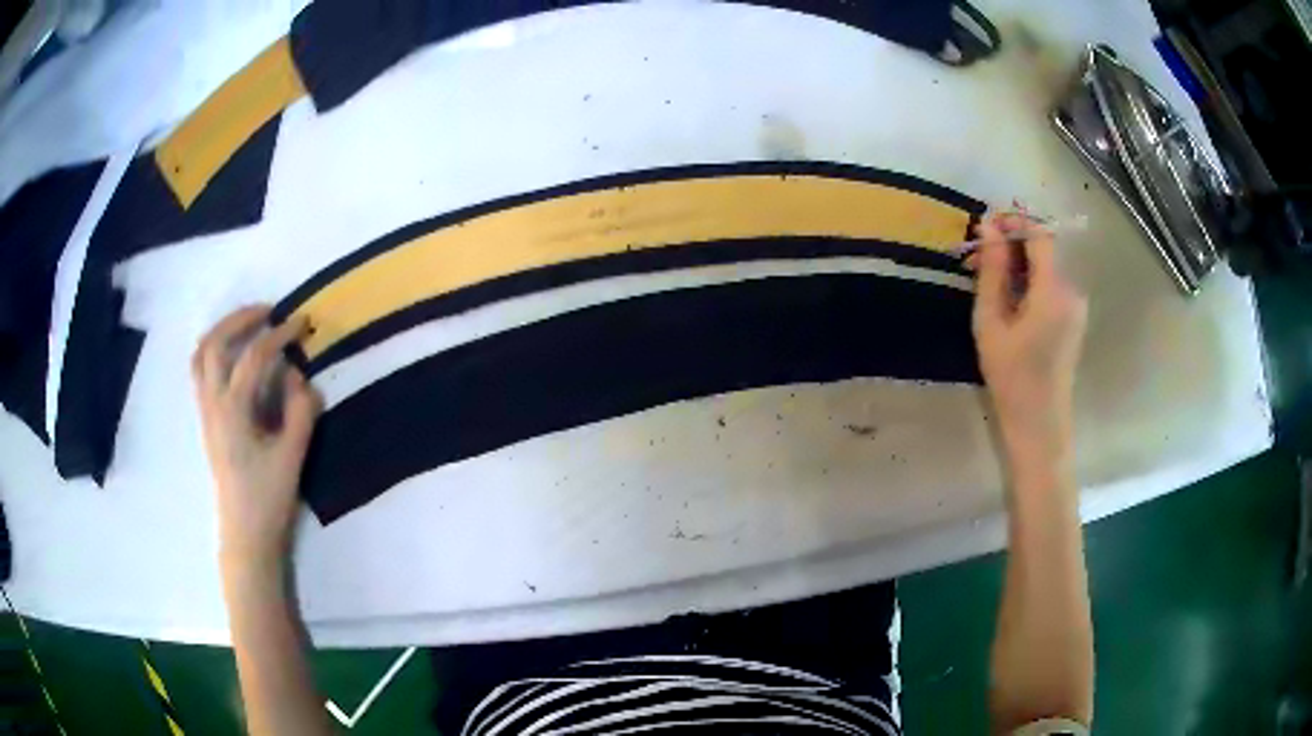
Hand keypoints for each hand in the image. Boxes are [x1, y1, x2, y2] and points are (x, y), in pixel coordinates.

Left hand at [192, 306, 320, 573]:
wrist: (245, 532)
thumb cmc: (268, 498)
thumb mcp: (293, 456)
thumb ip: (301, 411)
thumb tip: (301, 376)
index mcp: (233, 410)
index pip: (254, 357)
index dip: (279, 335)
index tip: (302, 324)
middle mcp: (212, 402)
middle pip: (215, 342)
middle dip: (242, 319)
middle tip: (269, 311)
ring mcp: (205, 410)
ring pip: (201, 354)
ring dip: (223, 330)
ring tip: (247, 324)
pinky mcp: (207, 418)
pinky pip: (200, 371)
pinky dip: (214, 350)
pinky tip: (234, 356)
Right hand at [971, 213, 1086, 474]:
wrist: (1040, 424)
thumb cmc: (1011, 377)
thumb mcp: (991, 322)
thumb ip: (992, 271)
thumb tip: (988, 227)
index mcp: (1053, 290)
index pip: (1039, 234)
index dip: (1013, 222)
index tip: (985, 227)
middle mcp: (1071, 290)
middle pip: (1043, 249)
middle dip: (1011, 245)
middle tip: (977, 259)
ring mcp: (1076, 305)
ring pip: (1045, 267)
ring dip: (1017, 264)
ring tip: (987, 280)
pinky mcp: (1073, 318)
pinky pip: (1050, 285)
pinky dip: (1028, 281)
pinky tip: (1007, 299)